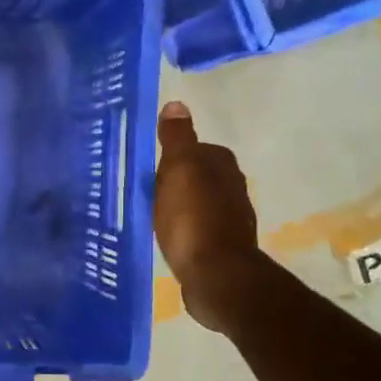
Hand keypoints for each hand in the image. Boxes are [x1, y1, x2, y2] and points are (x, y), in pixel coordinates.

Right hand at [154, 101, 262, 333]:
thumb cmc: (192, 218)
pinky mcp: (223, 247)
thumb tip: (177, 104)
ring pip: (200, 202)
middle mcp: (233, 187)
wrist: (215, 275)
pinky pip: (199, 228)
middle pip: (199, 176)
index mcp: (222, 165)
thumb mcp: (179, 170)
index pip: (197, 148)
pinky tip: (171, 238)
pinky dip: (186, 229)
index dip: (174, 156)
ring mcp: (230, 219)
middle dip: (178, 181)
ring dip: (182, 206)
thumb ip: (177, 138)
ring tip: (154, 214)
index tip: (151, 167)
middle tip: (148, 190)